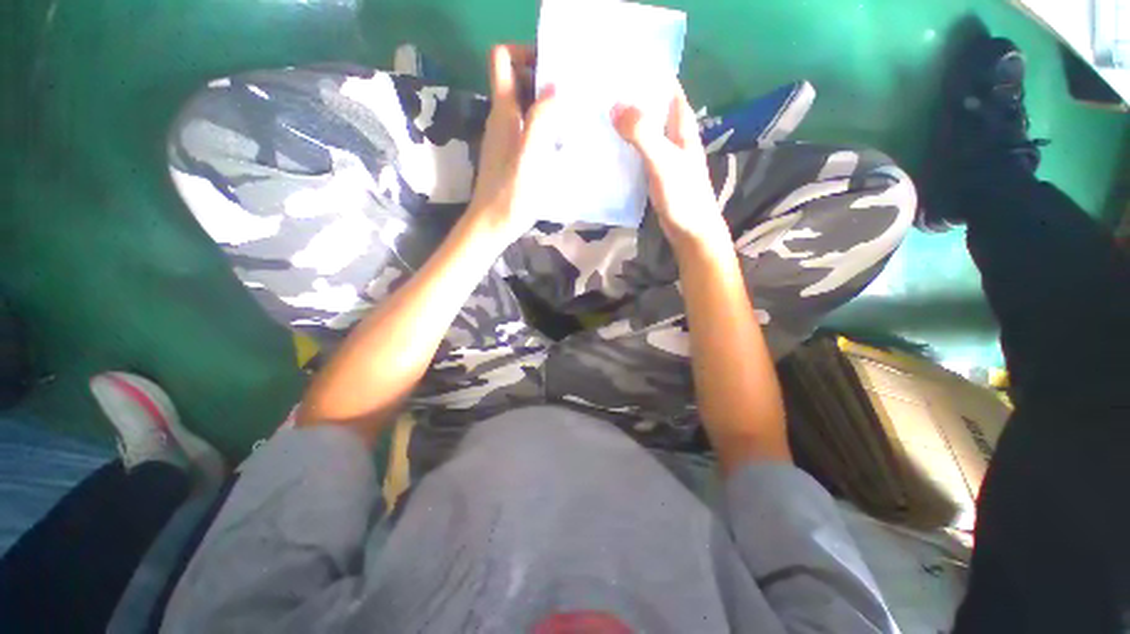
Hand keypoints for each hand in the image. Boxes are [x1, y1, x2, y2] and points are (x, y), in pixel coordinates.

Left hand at [467, 44, 558, 244]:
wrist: (491, 226)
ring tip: (573, 116)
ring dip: (546, 104)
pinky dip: (544, 126)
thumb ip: (540, 121)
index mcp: (503, 112)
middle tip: (572, 94)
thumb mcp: (529, 158)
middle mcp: (501, 118)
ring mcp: (505, 137)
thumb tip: (555, 85)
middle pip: (516, 78)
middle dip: (542, 77)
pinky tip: (561, 142)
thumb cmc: (510, 196)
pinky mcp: (511, 155)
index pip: (501, 58)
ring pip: (524, 104)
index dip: (524, 52)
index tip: (552, 67)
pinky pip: (527, 127)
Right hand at [612, 85, 731, 252]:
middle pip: (650, 105)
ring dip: (623, 122)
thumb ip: (643, 134)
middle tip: (596, 95)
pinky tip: (605, 147)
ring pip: (642, 128)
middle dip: (627, 98)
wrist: (690, 230)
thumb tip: (615, 106)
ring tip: (595, 117)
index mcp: (681, 122)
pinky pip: (636, 150)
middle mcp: (673, 132)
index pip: (664, 85)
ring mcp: (663, 152)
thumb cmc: (683, 196)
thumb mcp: (664, 162)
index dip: (643, 74)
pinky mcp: (654, 170)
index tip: (614, 71)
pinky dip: (623, 145)